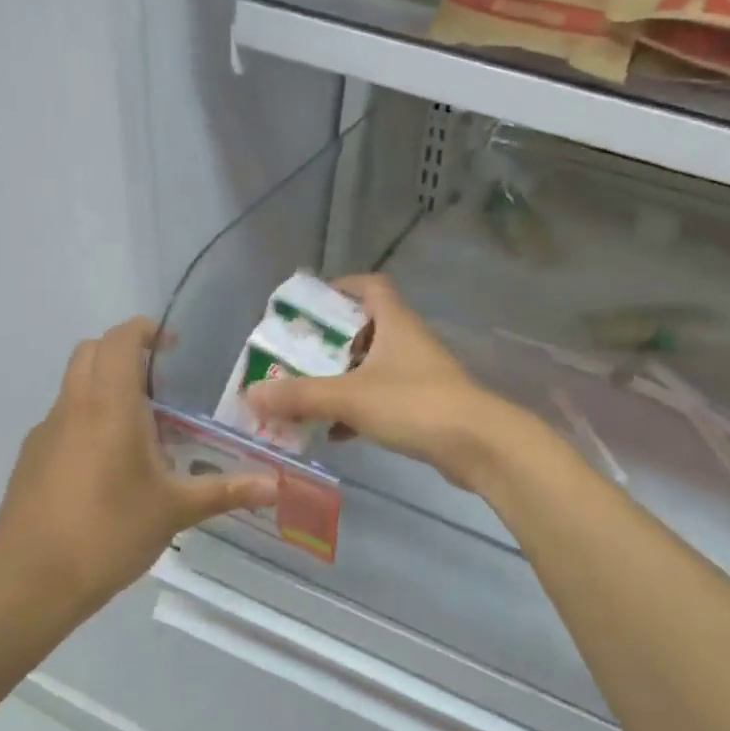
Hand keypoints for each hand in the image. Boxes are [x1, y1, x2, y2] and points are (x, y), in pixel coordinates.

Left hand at [0, 318, 276, 626]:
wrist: (28, 584)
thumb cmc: (108, 533)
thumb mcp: (175, 511)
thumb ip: (226, 491)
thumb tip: (276, 486)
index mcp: (109, 407)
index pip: (119, 340)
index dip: (145, 330)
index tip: (173, 345)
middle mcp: (72, 408)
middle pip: (90, 353)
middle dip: (123, 352)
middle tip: (162, 379)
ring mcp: (45, 433)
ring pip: (74, 386)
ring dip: (105, 386)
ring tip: (143, 426)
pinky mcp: (30, 461)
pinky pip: (63, 420)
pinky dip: (88, 419)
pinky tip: (110, 466)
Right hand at [245, 275, 523, 488]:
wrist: (478, 444)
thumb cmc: (414, 404)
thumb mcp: (350, 397)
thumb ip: (300, 396)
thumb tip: (252, 393)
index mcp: (394, 321)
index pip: (369, 286)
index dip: (340, 287)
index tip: (309, 304)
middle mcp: (408, 340)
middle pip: (364, 328)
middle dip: (329, 343)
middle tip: (295, 357)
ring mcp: (419, 373)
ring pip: (372, 367)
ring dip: (341, 379)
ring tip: (305, 395)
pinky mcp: (425, 404)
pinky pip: (383, 398)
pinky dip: (358, 409)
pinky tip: (335, 432)